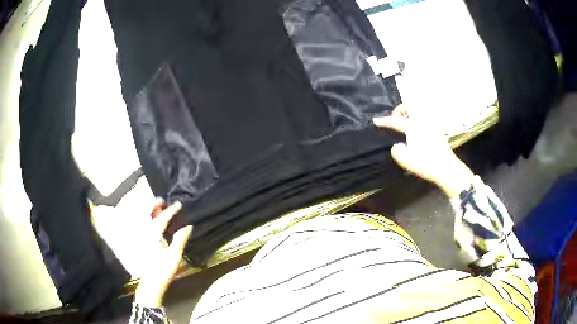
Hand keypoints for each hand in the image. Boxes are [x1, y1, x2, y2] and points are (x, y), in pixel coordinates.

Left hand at [134, 199, 192, 306]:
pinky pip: (144, 226)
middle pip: (149, 215)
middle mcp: (145, 233)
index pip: (162, 218)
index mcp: (153, 234)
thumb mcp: (174, 256)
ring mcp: (142, 238)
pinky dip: (149, 221)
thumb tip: (188, 225)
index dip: (171, 211)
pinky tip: (154, 222)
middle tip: (162, 200)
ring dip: (151, 212)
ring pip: (145, 220)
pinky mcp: (142, 243)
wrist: (151, 283)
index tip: (179, 204)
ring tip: (158, 208)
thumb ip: (180, 239)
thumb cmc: (163, 270)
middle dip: (155, 206)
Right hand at [373, 105, 473, 197]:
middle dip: (400, 110)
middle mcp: (423, 122)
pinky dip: (416, 120)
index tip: (375, 120)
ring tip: (404, 123)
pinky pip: (424, 119)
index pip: (396, 121)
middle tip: (394, 118)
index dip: (385, 121)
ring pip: (418, 112)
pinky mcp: (437, 132)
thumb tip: (396, 146)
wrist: (447, 169)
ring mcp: (432, 126)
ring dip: (409, 114)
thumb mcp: (407, 161)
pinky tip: (415, 131)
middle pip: (410, 107)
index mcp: (414, 127)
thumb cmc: (427, 164)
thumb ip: (398, 152)